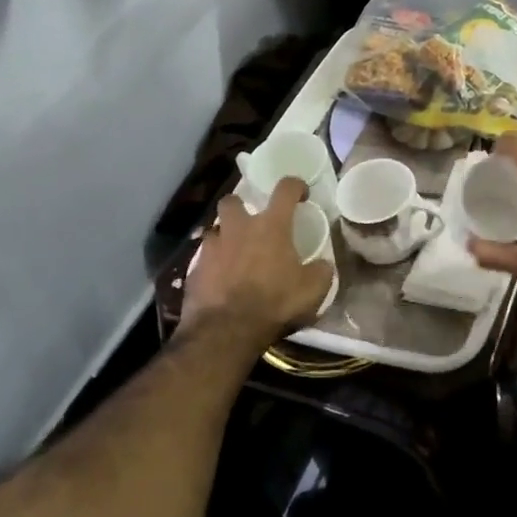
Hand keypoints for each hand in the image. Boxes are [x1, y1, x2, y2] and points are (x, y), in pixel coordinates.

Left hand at [180, 180, 332, 347]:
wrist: (225, 331)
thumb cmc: (274, 303)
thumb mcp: (313, 290)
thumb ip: (321, 271)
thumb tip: (323, 264)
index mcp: (271, 226)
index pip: (285, 189)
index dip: (295, 186)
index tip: (301, 194)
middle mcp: (239, 228)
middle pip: (232, 200)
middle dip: (240, 206)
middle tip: (250, 223)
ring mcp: (212, 247)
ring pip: (214, 229)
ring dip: (224, 237)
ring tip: (233, 254)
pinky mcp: (194, 270)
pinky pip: (203, 260)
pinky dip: (212, 266)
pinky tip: (219, 282)